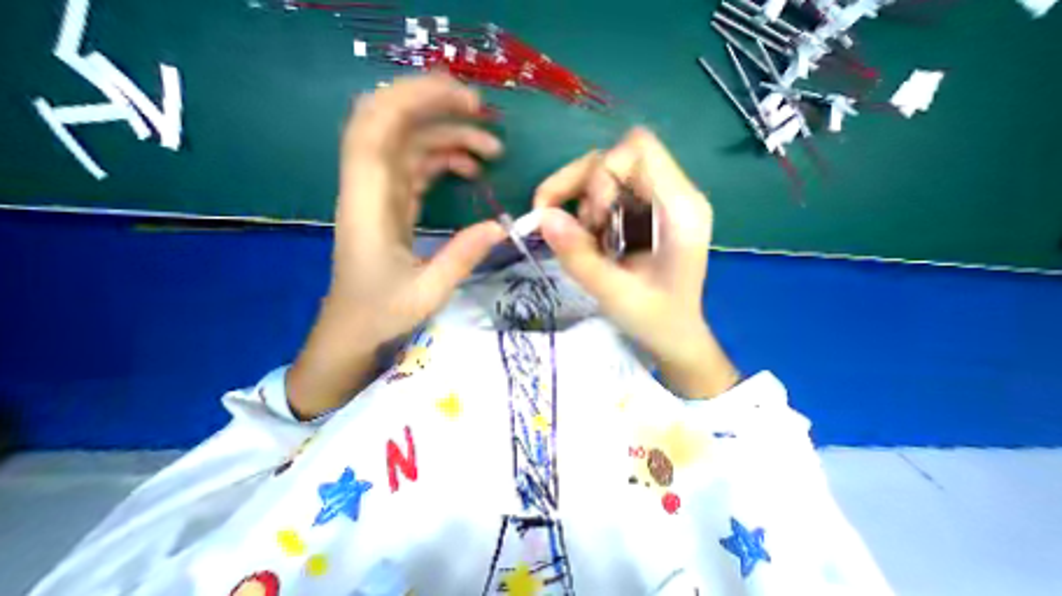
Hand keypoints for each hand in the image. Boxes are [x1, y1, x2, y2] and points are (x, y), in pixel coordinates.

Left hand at [289, 75, 507, 419]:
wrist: (351, 329)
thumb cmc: (382, 313)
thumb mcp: (429, 292)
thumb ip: (463, 256)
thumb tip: (501, 227)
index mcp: (369, 206)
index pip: (375, 129)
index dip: (412, 99)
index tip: (462, 98)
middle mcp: (368, 189)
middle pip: (390, 123)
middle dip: (435, 106)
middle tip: (483, 114)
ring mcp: (379, 194)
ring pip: (408, 144)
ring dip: (448, 136)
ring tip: (491, 151)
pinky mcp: (391, 205)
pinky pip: (415, 167)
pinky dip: (443, 160)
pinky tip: (469, 170)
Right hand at [536, 127, 734, 395]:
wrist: (674, 335)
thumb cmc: (654, 320)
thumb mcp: (613, 294)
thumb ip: (578, 256)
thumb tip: (543, 217)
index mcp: (680, 209)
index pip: (637, 149)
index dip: (601, 173)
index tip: (591, 218)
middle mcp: (673, 195)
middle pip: (615, 157)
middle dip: (582, 187)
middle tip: (566, 226)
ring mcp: (659, 201)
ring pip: (606, 172)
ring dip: (583, 202)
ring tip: (588, 241)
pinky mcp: (646, 212)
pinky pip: (607, 192)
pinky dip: (588, 210)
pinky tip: (591, 239)